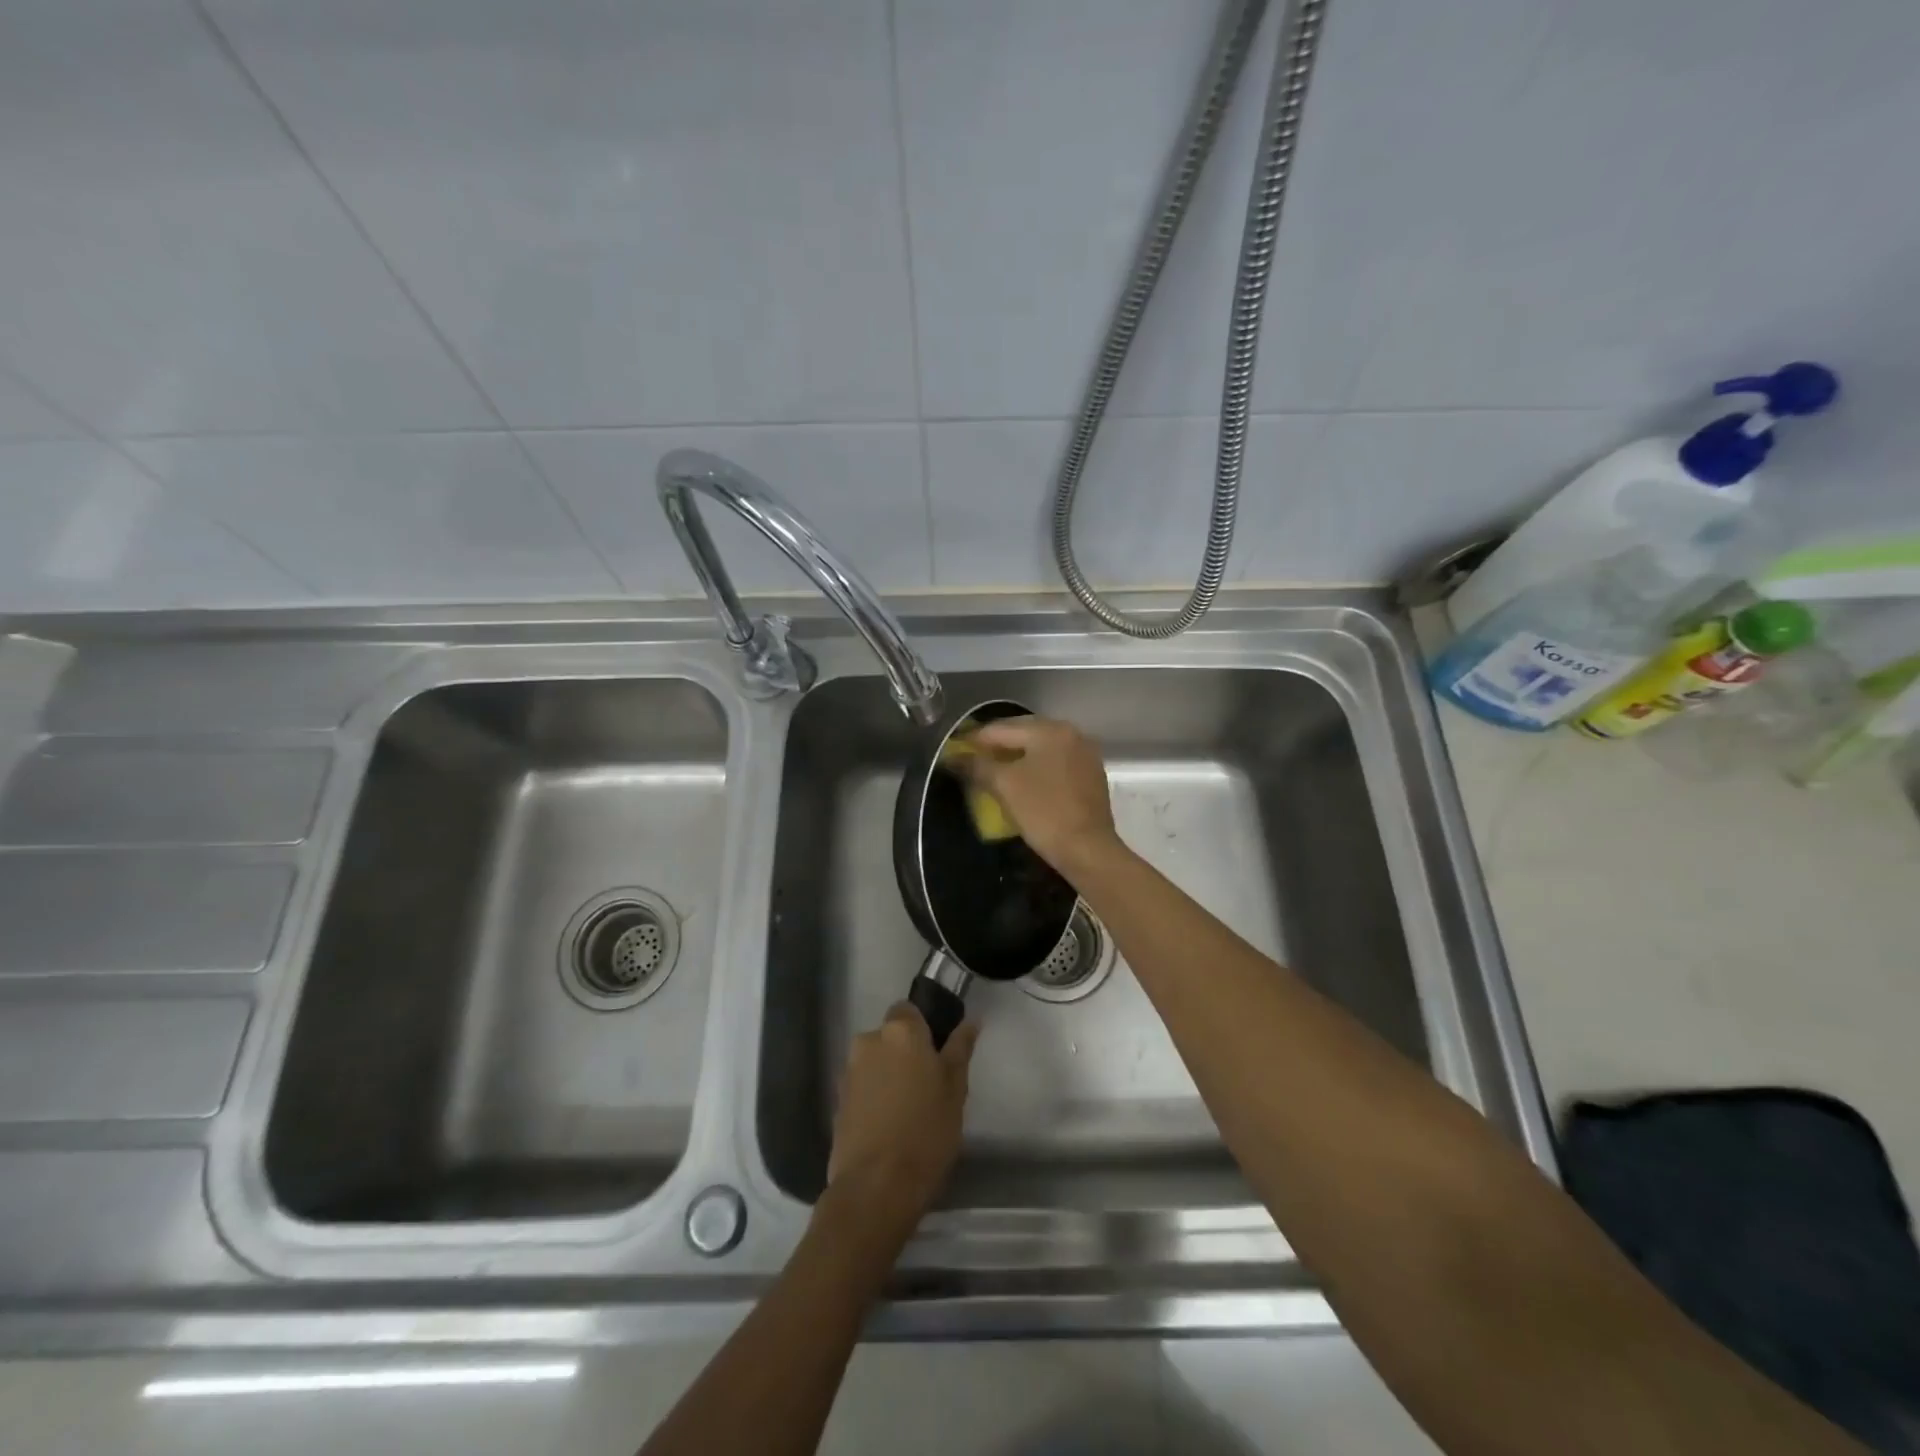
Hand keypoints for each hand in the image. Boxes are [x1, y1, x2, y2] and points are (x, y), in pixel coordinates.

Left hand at [827, 1004, 978, 1230]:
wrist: (875, 1188)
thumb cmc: (926, 1132)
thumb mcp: (955, 1090)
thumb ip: (960, 1049)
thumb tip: (971, 1021)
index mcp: (900, 1031)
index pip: (910, 1010)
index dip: (924, 1028)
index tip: (939, 1054)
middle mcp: (868, 1041)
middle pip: (891, 1037)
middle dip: (906, 1054)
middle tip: (929, 1086)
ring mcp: (848, 1072)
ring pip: (876, 1062)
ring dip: (890, 1076)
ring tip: (909, 1112)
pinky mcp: (837, 1102)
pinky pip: (863, 1087)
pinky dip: (875, 1098)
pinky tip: (890, 1127)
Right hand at [956, 716, 1121, 875]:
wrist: (1087, 849)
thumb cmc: (1043, 812)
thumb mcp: (1004, 785)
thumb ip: (976, 765)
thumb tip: (953, 757)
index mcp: (1050, 730)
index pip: (1001, 728)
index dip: (974, 739)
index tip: (954, 750)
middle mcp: (1071, 734)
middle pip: (1023, 733)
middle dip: (996, 746)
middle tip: (971, 760)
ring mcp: (1084, 754)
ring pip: (1040, 749)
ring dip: (1016, 757)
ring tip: (994, 772)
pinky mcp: (1090, 775)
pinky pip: (1054, 763)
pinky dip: (1035, 768)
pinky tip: (1022, 782)